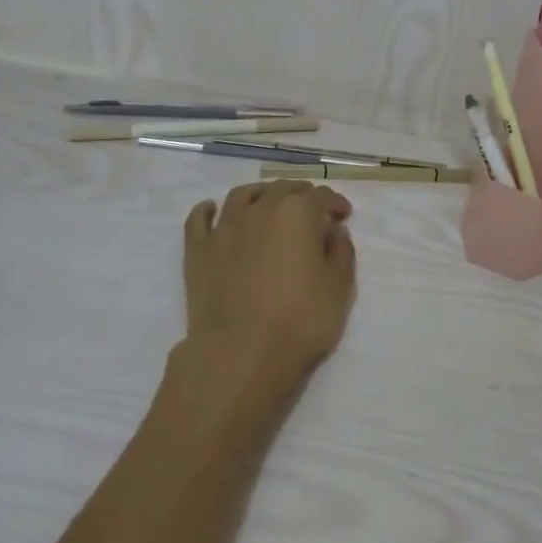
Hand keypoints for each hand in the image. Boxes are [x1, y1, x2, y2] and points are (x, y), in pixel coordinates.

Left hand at [178, 181, 357, 404]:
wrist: (240, 353)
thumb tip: (334, 231)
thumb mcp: (340, 288)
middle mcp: (260, 209)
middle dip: (300, 195)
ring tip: (267, 203)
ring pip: (242, 195)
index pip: (321, 196)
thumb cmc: (300, 320)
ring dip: (260, 194)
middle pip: (282, 189)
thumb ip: (341, 252)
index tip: (343, 215)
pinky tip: (212, 209)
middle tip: (311, 209)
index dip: (335, 203)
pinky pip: (199, 218)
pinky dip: (207, 209)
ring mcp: (224, 228)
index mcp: (298, 213)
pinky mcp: (197, 250)